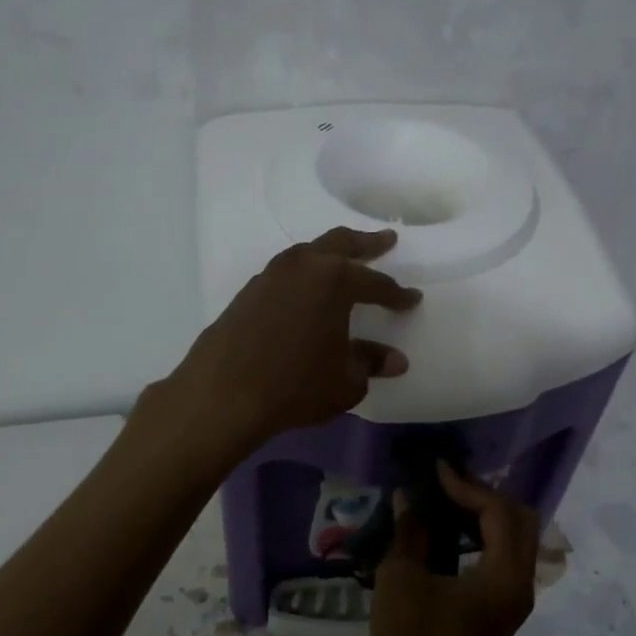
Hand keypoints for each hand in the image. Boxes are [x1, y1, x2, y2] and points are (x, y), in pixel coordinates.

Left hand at [167, 227, 421, 455]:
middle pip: (340, 244)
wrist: (223, 395)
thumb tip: (394, 360)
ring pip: (307, 253)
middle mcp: (303, 267)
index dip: (397, 294)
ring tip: (343, 261)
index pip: (376, 283)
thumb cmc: (295, 386)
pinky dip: (303, 275)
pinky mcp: (248, 293)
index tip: (413, 300)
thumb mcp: (346, 381)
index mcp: (334, 280)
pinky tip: (305, 292)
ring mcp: (270, 276)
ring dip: (329, 254)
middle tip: (386, 240)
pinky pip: (286, 273)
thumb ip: (370, 363)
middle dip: (366, 243)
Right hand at [373, 463, 539, 635]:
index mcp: (503, 576)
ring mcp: (516, 598)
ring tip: (448, 501)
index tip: (436, 470)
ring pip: (517, 538)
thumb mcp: (401, 581)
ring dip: (488, 514)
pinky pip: (506, 556)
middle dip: (486, 494)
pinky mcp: (504, 608)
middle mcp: (521, 583)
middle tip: (448, 483)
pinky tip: (453, 532)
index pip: (498, 511)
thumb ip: (409, 532)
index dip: (467, 485)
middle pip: (520, 519)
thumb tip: (407, 497)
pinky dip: (486, 536)